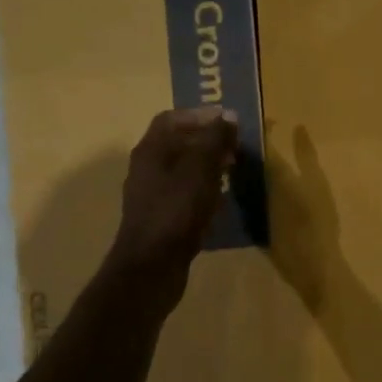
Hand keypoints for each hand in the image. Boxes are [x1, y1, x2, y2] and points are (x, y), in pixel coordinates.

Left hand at [102, 107, 239, 306]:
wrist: (151, 266)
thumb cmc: (176, 211)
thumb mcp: (200, 170)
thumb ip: (214, 140)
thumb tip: (228, 116)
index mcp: (150, 150)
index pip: (171, 119)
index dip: (200, 115)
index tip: (227, 122)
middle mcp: (146, 168)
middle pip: (177, 144)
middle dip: (207, 142)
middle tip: (235, 148)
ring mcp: (151, 195)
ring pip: (181, 170)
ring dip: (207, 167)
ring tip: (233, 172)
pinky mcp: (160, 219)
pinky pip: (183, 195)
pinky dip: (202, 191)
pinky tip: (220, 201)